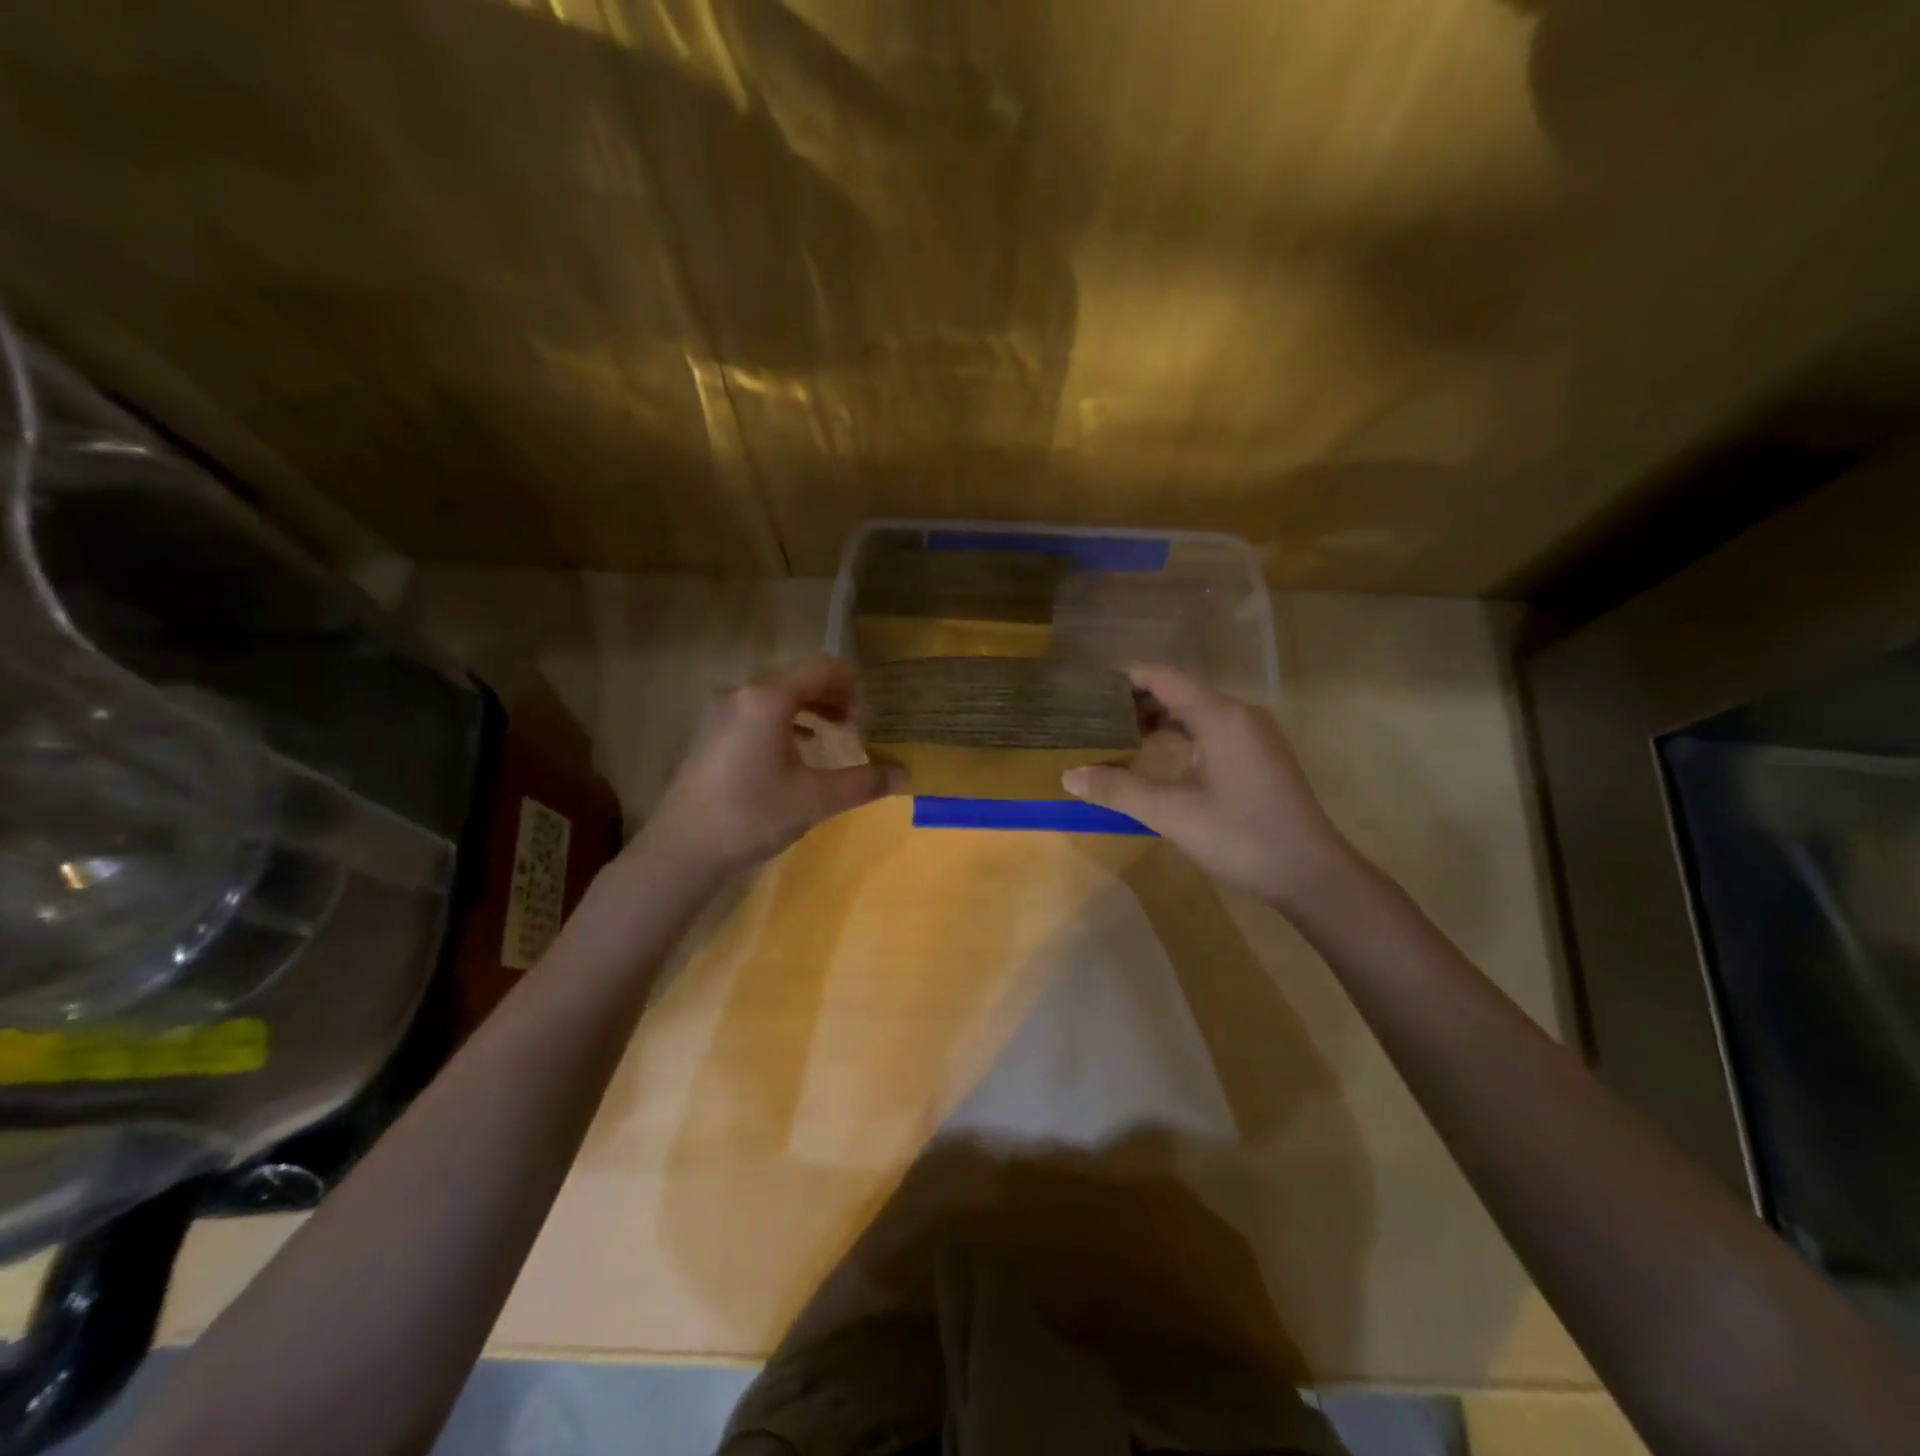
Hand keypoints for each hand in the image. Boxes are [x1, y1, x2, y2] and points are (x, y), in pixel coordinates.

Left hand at [638, 655, 906, 878]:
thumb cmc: (753, 815)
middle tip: (855, 727)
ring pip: (777, 697)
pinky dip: (785, 723)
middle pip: (799, 679)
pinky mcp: (712, 735)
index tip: (867, 717)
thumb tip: (904, 775)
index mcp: (769, 699)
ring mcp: (722, 714)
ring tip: (831, 737)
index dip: (852, 686)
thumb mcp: (816, 799)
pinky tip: (796, 752)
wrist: (682, 849)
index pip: (822, 668)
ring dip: (810, 710)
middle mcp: (743, 695)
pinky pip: (758, 714)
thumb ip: (863, 782)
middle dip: (833, 698)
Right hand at [1063, 665, 1351, 908]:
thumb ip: (1118, 789)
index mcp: (1220, 716)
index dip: (1124, 679)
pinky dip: (1181, 737)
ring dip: (1159, 722)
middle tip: (1095, 719)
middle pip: (1179, 692)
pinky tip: (1159, 760)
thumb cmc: (1241, 836)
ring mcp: (1254, 735)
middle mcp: (1240, 715)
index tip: (1088, 689)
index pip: (1163, 678)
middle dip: (1136, 703)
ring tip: (1118, 738)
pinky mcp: (1261, 756)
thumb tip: (1069, 775)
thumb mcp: (1171, 814)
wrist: (1311, 874)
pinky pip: (1212, 731)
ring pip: (1197, 713)